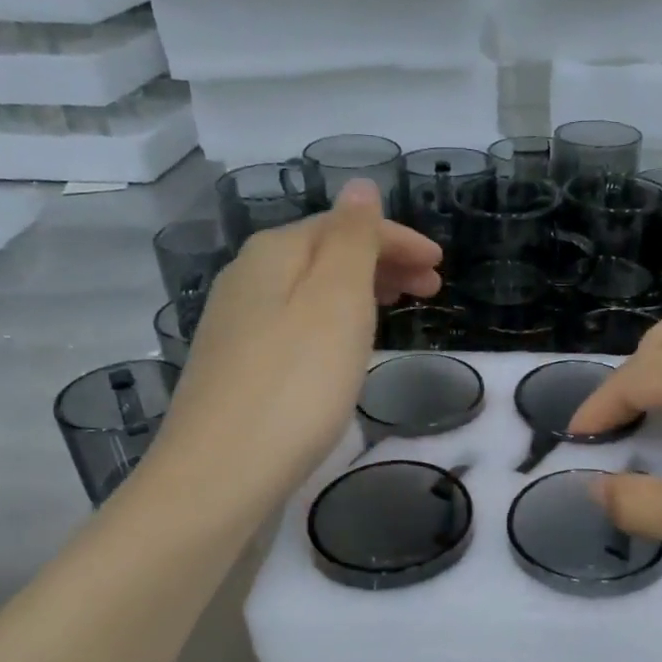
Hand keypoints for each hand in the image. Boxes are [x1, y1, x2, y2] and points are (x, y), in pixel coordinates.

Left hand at [143, 179, 441, 503]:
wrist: (219, 476)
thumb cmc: (295, 385)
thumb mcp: (336, 302)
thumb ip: (352, 240)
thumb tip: (359, 185)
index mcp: (274, 253)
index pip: (345, 226)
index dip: (398, 239)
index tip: (442, 266)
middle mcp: (247, 278)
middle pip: (325, 253)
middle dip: (382, 262)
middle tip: (431, 289)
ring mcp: (236, 324)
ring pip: (310, 289)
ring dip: (360, 291)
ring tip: (397, 311)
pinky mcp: (237, 366)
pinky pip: (297, 322)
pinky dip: (333, 321)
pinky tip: (346, 345)